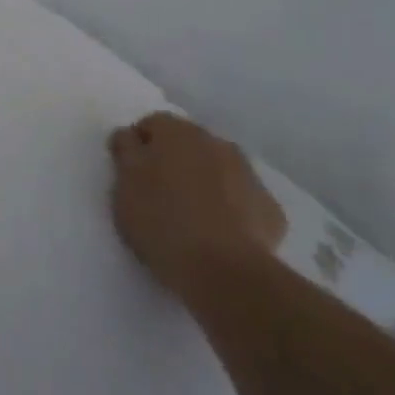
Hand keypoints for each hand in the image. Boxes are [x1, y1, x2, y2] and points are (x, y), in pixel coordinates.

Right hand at [108, 113, 286, 301]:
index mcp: (177, 133)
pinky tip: (217, 233)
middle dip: (172, 160)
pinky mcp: (269, 208)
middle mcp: (217, 143)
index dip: (137, 145)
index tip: (129, 172)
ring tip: (188, 215)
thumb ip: (125, 153)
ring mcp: (248, 175)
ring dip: (202, 181)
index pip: (151, 124)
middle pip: (187, 143)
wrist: (224, 270)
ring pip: (217, 169)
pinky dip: (228, 208)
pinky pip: (240, 199)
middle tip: (156, 193)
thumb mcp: (124, 186)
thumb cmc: (162, 221)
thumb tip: (129, 136)